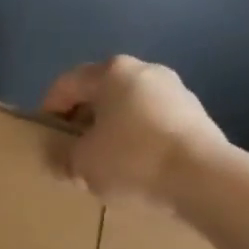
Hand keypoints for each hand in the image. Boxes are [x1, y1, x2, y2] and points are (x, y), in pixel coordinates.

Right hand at [41, 55, 225, 206]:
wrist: (203, 178)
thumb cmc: (131, 160)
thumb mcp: (82, 164)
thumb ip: (62, 157)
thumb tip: (56, 158)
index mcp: (111, 72)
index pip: (67, 84)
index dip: (49, 110)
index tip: (45, 138)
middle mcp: (144, 70)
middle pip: (101, 93)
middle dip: (83, 120)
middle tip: (73, 151)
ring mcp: (176, 90)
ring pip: (130, 108)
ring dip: (113, 130)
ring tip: (106, 163)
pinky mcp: (197, 115)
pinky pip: (154, 123)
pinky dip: (140, 139)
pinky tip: (138, 168)